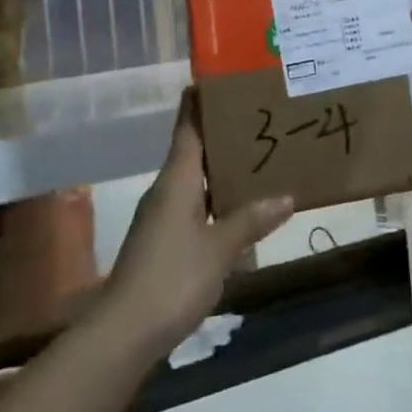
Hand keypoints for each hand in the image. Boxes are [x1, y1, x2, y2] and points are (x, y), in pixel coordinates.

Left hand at [99, 92, 293, 361]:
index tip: (220, 78)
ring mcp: (163, 217)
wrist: (125, 333)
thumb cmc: (172, 278)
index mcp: (177, 180)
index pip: (188, 127)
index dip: (200, 101)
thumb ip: (251, 220)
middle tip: (259, 115)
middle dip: (223, 132)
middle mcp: (167, 190)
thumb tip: (286, 197)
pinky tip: (241, 206)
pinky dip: (217, 197)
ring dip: (222, 167)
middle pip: (194, 149)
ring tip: (259, 155)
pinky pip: (195, 205)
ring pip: (196, 179)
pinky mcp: (165, 241)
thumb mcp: (219, 248)